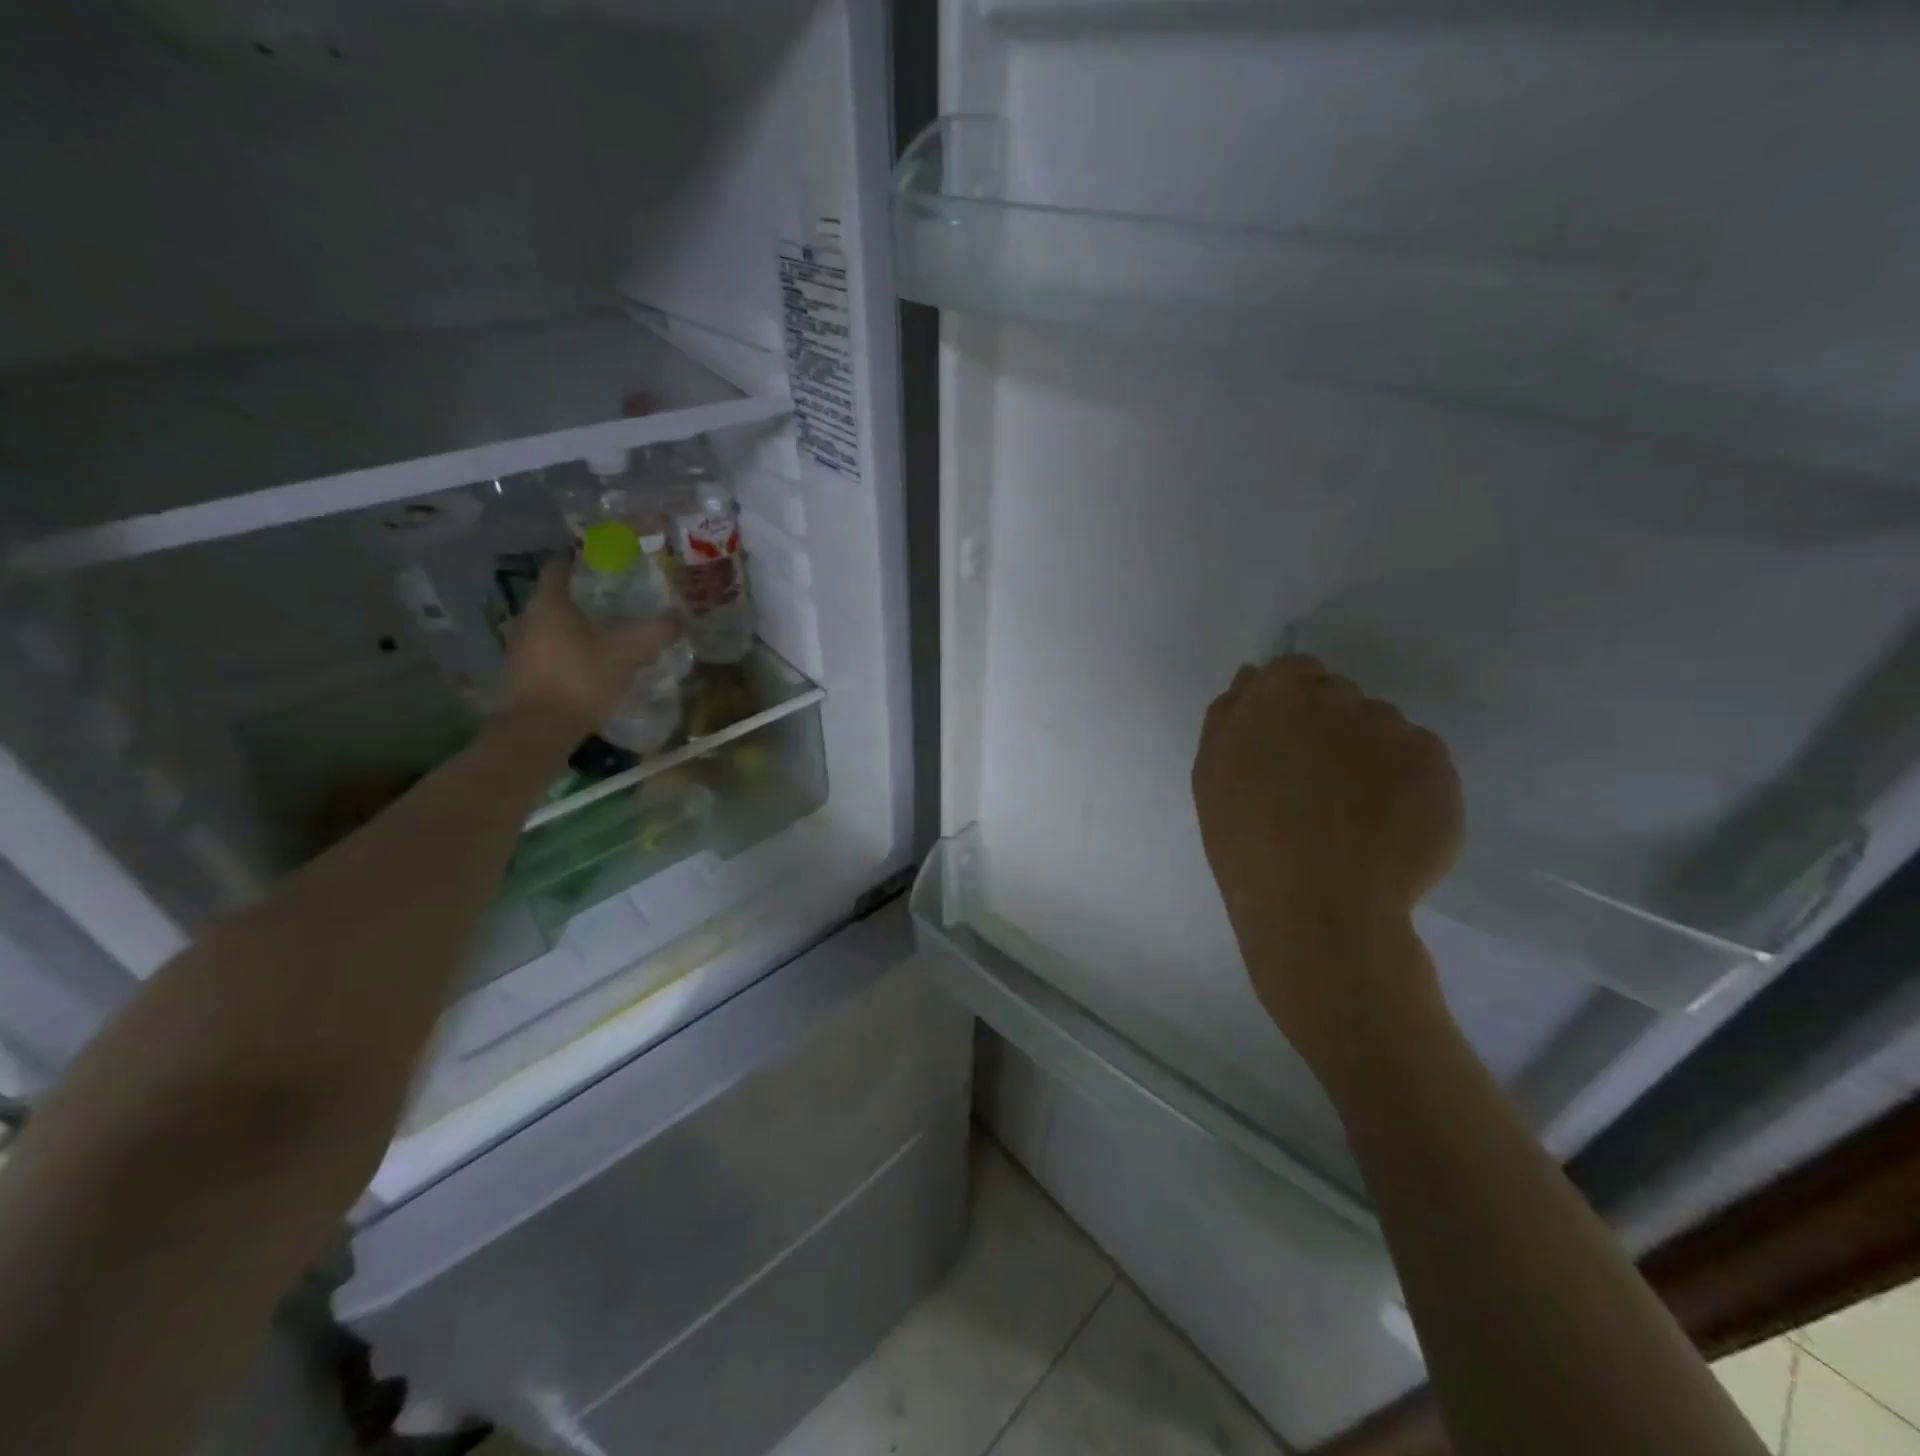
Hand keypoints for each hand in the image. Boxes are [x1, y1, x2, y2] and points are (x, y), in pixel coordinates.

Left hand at [500, 561, 680, 737]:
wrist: (538, 730)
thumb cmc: (580, 678)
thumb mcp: (628, 652)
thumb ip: (656, 632)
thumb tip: (684, 616)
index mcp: (549, 602)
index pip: (560, 567)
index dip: (584, 562)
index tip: (610, 565)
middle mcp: (529, 619)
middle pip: (559, 598)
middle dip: (589, 598)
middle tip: (622, 601)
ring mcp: (523, 649)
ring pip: (557, 627)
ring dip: (582, 628)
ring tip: (615, 634)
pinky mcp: (525, 676)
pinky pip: (554, 653)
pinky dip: (575, 652)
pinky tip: (599, 665)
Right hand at [1192, 655, 1463, 1070]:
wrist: (1320, 912)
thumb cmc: (1249, 847)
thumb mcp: (1212, 780)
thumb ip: (1229, 718)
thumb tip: (1252, 676)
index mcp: (1271, 700)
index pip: (1293, 670)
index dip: (1292, 702)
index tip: (1288, 744)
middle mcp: (1334, 699)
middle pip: (1338, 696)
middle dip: (1329, 729)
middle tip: (1319, 785)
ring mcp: (1390, 729)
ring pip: (1381, 727)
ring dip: (1369, 755)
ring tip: (1357, 814)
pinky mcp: (1436, 762)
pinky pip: (1419, 759)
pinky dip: (1407, 784)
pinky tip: (1388, 825)